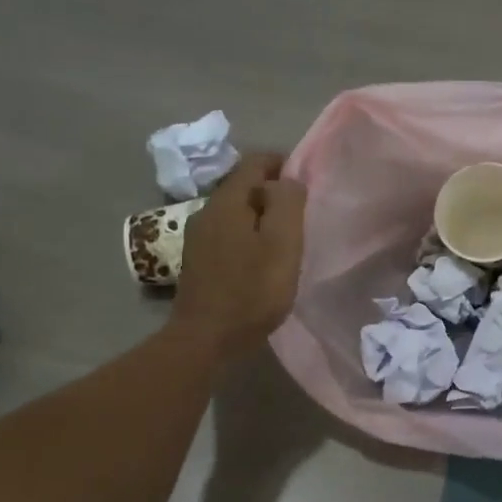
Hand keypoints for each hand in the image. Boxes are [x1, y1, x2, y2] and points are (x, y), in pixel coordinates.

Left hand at [172, 153, 306, 359]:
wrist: (205, 339)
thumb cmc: (251, 291)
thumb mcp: (282, 244)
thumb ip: (287, 203)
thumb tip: (287, 179)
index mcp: (227, 201)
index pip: (255, 162)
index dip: (283, 164)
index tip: (305, 183)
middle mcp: (206, 211)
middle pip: (243, 186)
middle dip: (272, 192)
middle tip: (298, 216)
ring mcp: (197, 237)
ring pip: (234, 211)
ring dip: (259, 217)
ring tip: (282, 239)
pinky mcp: (196, 260)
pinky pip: (226, 233)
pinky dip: (246, 236)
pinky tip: (258, 260)